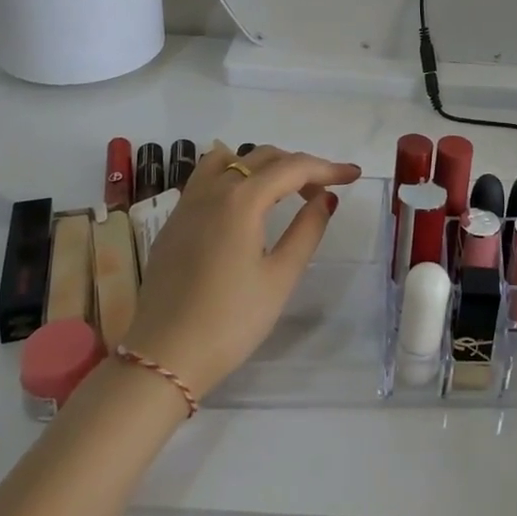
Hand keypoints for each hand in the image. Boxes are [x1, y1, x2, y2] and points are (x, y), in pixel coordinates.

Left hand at [119, 142, 361, 397]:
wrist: (163, 358)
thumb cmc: (230, 321)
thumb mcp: (280, 278)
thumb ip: (307, 230)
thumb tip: (325, 198)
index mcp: (241, 200)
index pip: (292, 168)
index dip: (327, 167)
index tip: (353, 174)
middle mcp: (212, 190)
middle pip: (262, 157)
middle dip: (298, 167)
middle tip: (323, 192)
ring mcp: (187, 203)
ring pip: (229, 160)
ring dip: (262, 166)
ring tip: (283, 191)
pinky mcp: (173, 222)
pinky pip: (206, 178)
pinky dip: (234, 177)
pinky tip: (244, 207)